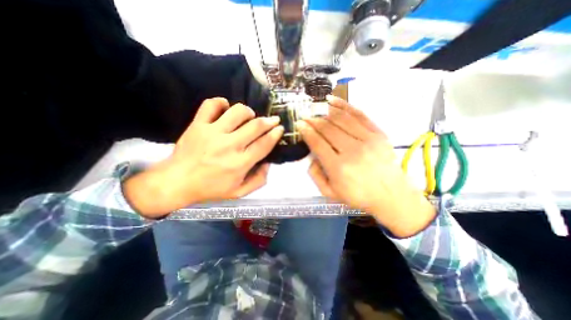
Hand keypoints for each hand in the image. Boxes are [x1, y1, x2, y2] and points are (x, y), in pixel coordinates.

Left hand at [125, 98, 283, 216]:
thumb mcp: (239, 193)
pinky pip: (211, 104)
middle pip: (255, 126)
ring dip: (248, 112)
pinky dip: (221, 102)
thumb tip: (268, 163)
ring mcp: (212, 133)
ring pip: (237, 111)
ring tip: (249, 117)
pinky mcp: (198, 125)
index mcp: (239, 164)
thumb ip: (258, 180)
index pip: (264, 144)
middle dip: (269, 121)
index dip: (275, 134)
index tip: (280, 128)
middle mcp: (229, 146)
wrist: (176, 182)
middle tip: (273, 120)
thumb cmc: (210, 189)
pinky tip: (226, 109)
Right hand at [296, 95, 435, 237]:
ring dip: (325, 111)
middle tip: (305, 116)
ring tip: (316, 107)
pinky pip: (359, 115)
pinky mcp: (378, 134)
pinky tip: (333, 100)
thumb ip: (315, 175)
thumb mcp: (330, 193)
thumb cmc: (358, 196)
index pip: (317, 143)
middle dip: (313, 120)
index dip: (306, 131)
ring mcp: (367, 140)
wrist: (392, 195)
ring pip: (341, 119)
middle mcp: (352, 151)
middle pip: (327, 129)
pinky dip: (344, 105)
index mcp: (338, 168)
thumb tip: (311, 157)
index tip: (299, 124)